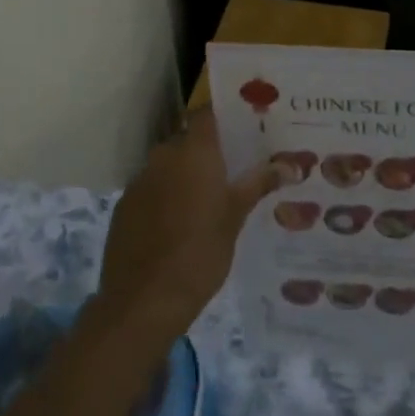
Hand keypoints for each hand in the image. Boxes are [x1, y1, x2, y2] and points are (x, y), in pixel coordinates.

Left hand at [96, 108, 281, 334]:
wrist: (142, 302)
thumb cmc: (199, 254)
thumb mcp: (235, 218)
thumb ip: (258, 184)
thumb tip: (290, 165)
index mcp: (194, 153)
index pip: (207, 114)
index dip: (225, 116)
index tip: (246, 125)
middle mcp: (163, 156)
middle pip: (189, 141)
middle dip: (209, 152)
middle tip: (234, 170)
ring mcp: (139, 180)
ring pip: (169, 166)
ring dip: (186, 175)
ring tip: (209, 201)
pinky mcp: (124, 206)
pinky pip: (151, 189)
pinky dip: (165, 197)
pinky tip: (178, 225)